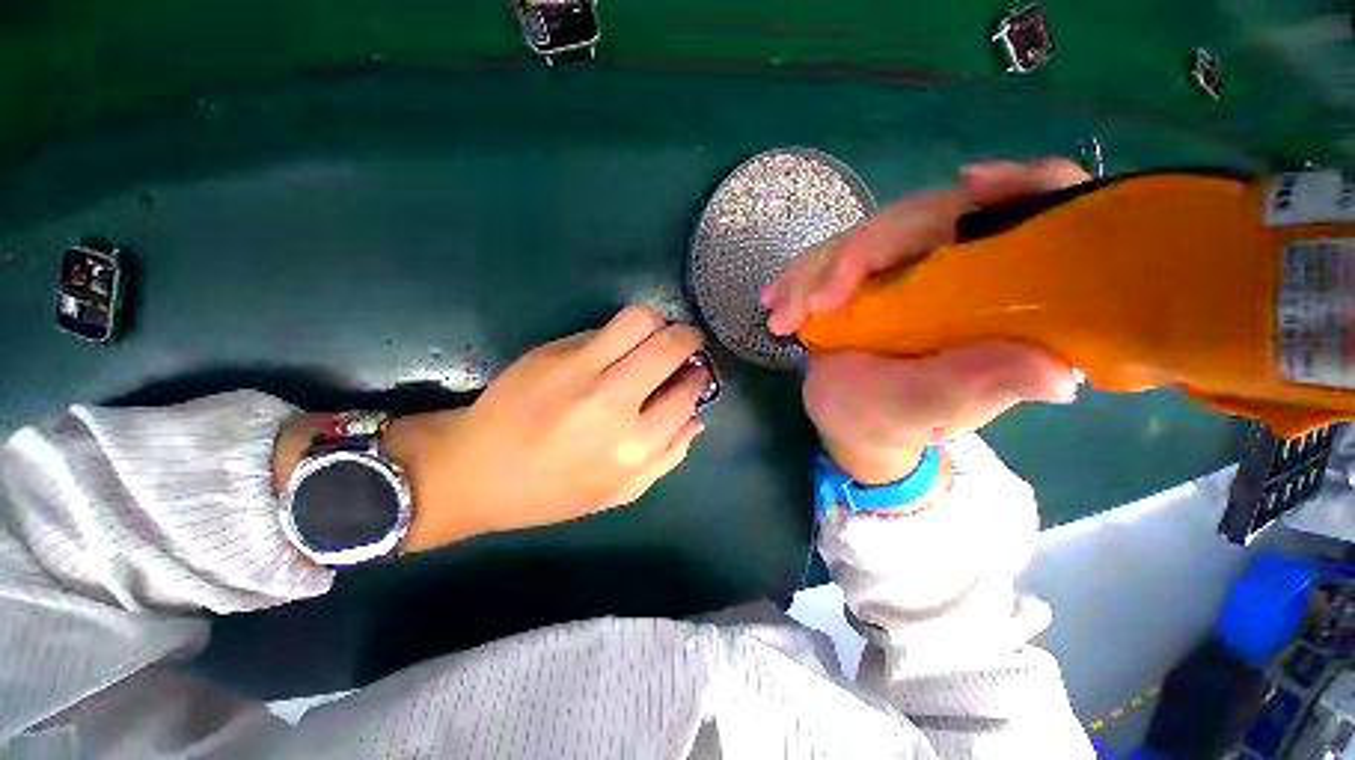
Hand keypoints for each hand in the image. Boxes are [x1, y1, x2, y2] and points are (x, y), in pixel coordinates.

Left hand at [279, 306, 711, 552]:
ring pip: (641, 320)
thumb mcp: (619, 492)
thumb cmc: (551, 492)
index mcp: (632, 447)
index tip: (696, 374)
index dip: (698, 378)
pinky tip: (616, 349)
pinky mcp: (553, 351)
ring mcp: (580, 370)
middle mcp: (612, 402)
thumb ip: (667, 457)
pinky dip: (623, 333)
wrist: (474, 470)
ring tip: (655, 338)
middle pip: (671, 346)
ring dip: (659, 324)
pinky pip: (605, 328)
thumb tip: (696, 418)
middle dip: (691, 339)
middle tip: (688, 344)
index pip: (686, 394)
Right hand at [762, 160, 1088, 484]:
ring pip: (867, 235)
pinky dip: (800, 276)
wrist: (848, 418)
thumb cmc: (894, 420)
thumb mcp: (935, 409)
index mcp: (1002, 296)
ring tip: (781, 317)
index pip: (1035, 216)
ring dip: (815, 271)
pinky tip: (774, 298)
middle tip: (813, 305)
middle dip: (861, 254)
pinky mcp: (866, 272)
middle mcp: (960, 268)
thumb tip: (1060, 373)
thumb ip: (980, 387)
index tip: (973, 185)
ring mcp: (907, 265)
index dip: (1021, 186)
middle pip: (926, 217)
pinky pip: (832, 255)